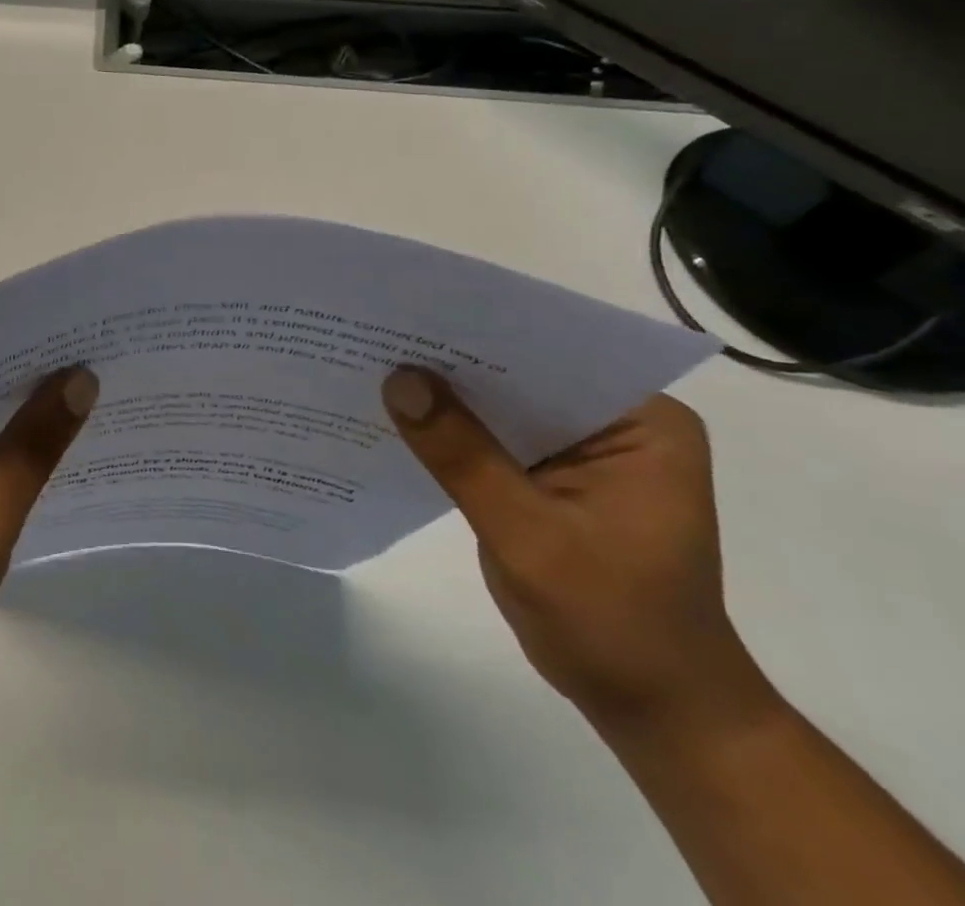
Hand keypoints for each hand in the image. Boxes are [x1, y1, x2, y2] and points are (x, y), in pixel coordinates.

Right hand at [381, 368, 777, 735]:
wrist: (655, 711)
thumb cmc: (615, 625)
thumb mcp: (531, 537)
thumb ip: (463, 456)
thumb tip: (398, 379)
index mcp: (641, 422)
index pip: (549, 354)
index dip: (479, 333)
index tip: (410, 317)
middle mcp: (613, 422)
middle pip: (519, 374)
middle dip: (451, 362)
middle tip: (376, 334)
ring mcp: (580, 450)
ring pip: (498, 404)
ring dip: (445, 395)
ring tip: (371, 363)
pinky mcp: (547, 475)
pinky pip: (489, 437)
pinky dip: (448, 431)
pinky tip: (396, 418)